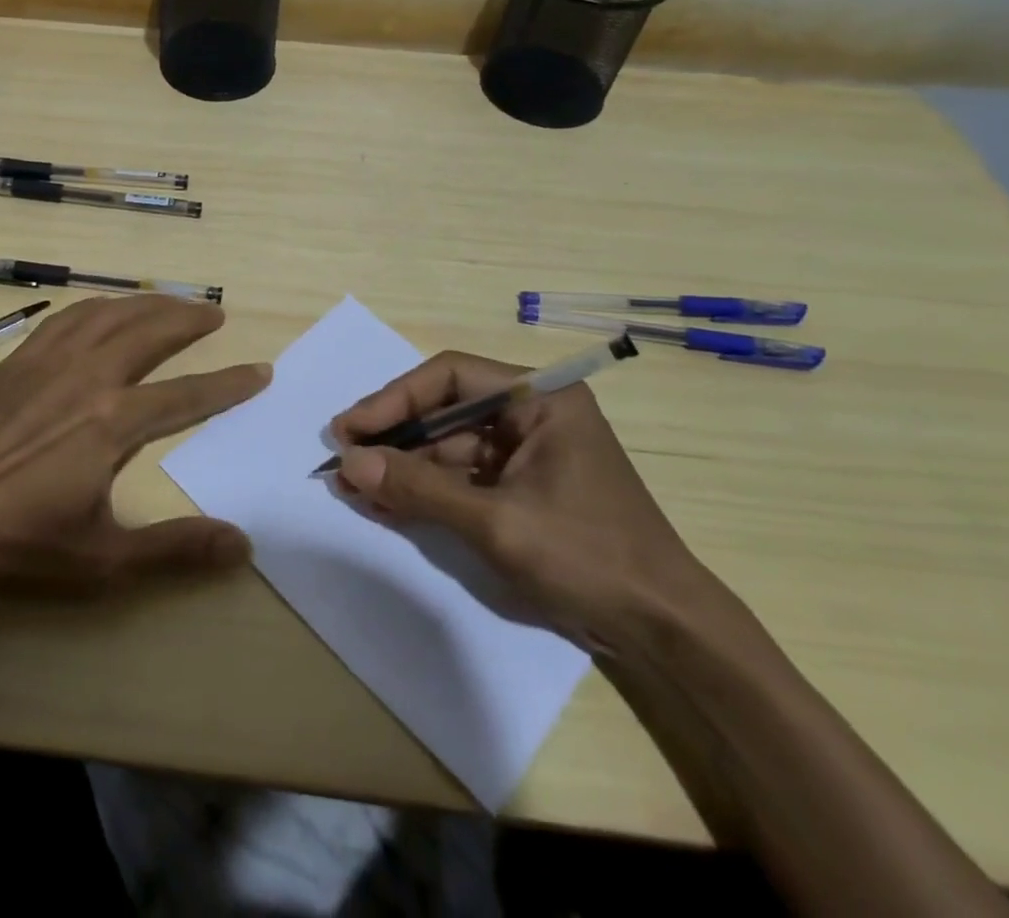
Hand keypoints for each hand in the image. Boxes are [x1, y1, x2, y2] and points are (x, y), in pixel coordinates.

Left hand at [0, 295, 269, 596]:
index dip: (228, 384)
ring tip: (169, 302)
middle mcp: (86, 377)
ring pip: (107, 315)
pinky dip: (95, 308)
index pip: (187, 395)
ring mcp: (45, 364)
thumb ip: (176, 548)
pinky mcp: (13, 363)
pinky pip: (64, 320)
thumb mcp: (105, 560)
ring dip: (145, 303)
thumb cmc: (19, 546)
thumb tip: (243, 544)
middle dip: (188, 319)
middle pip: (149, 332)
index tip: (260, 370)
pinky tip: (100, 312)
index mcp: (113, 422)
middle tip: (215, 312)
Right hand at [331, 352, 705, 651]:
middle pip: (445, 410)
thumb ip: (421, 489)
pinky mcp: (520, 487)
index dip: (395, 399)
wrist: (664, 632)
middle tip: (343, 458)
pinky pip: (461, 477)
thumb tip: (348, 464)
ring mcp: (525, 452)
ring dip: (404, 467)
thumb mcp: (497, 522)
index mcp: (539, 398)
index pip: (451, 376)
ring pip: (448, 446)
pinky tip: (386, 504)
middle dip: (394, 437)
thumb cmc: (588, 557)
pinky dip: (426, 491)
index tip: (350, 429)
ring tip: (354, 487)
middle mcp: (531, 413)